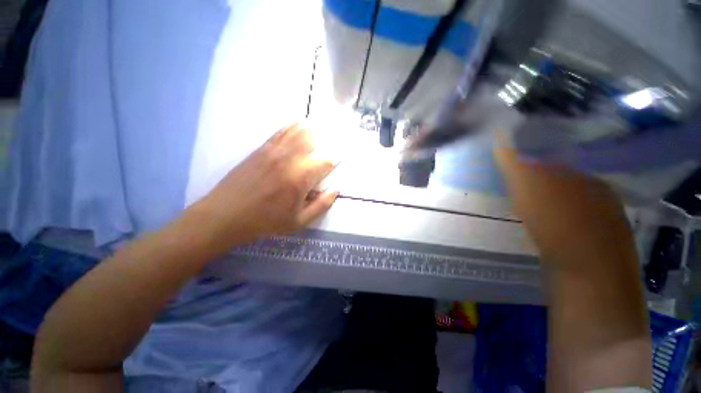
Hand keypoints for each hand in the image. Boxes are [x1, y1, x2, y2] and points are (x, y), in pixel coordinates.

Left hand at [191, 123, 337, 250]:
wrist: (227, 214)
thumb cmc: (266, 221)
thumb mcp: (299, 221)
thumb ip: (322, 205)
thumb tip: (336, 190)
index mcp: (301, 178)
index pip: (325, 161)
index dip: (334, 161)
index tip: (336, 163)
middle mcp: (290, 159)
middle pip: (313, 140)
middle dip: (324, 143)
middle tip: (325, 150)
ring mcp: (274, 151)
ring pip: (297, 132)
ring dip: (310, 131)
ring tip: (317, 132)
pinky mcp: (261, 149)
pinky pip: (280, 132)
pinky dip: (292, 127)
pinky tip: (298, 125)